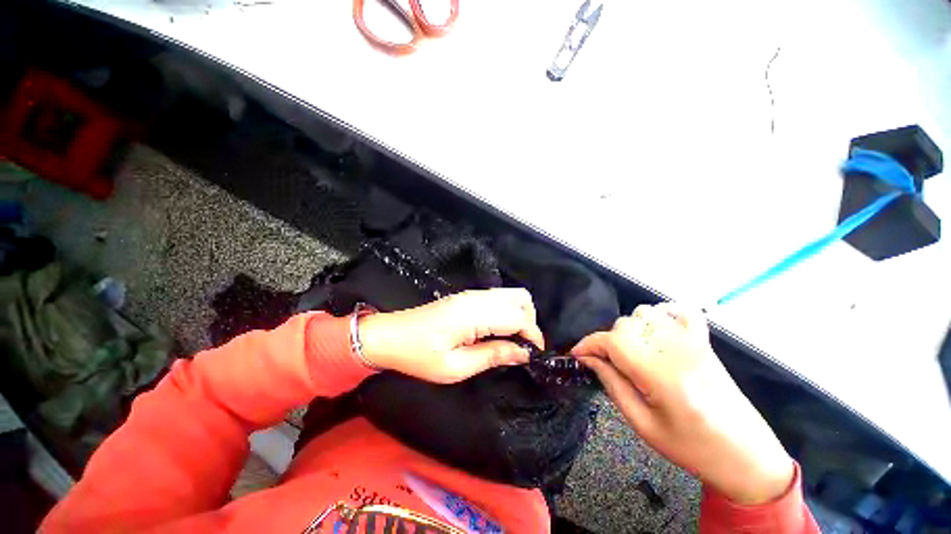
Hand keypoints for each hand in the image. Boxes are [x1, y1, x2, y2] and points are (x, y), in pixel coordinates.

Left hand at [357, 288, 544, 383]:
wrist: (390, 336)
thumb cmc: (419, 356)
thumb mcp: (456, 367)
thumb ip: (492, 356)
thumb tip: (522, 353)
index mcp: (474, 314)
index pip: (518, 317)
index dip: (532, 335)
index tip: (535, 355)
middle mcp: (476, 298)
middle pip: (520, 297)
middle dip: (531, 321)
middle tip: (524, 346)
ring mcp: (471, 294)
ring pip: (511, 294)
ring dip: (520, 315)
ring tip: (514, 340)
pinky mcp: (466, 297)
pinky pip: (498, 297)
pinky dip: (508, 311)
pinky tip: (500, 331)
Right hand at [572, 303, 794, 504]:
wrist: (746, 455)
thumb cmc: (691, 447)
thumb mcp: (642, 424)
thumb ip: (611, 384)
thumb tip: (587, 359)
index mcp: (661, 374)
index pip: (612, 341)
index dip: (587, 344)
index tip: (576, 355)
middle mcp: (676, 349)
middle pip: (625, 324)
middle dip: (607, 341)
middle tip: (606, 363)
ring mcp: (693, 341)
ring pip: (645, 313)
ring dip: (630, 328)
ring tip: (631, 351)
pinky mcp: (704, 341)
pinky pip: (679, 310)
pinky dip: (661, 314)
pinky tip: (657, 331)